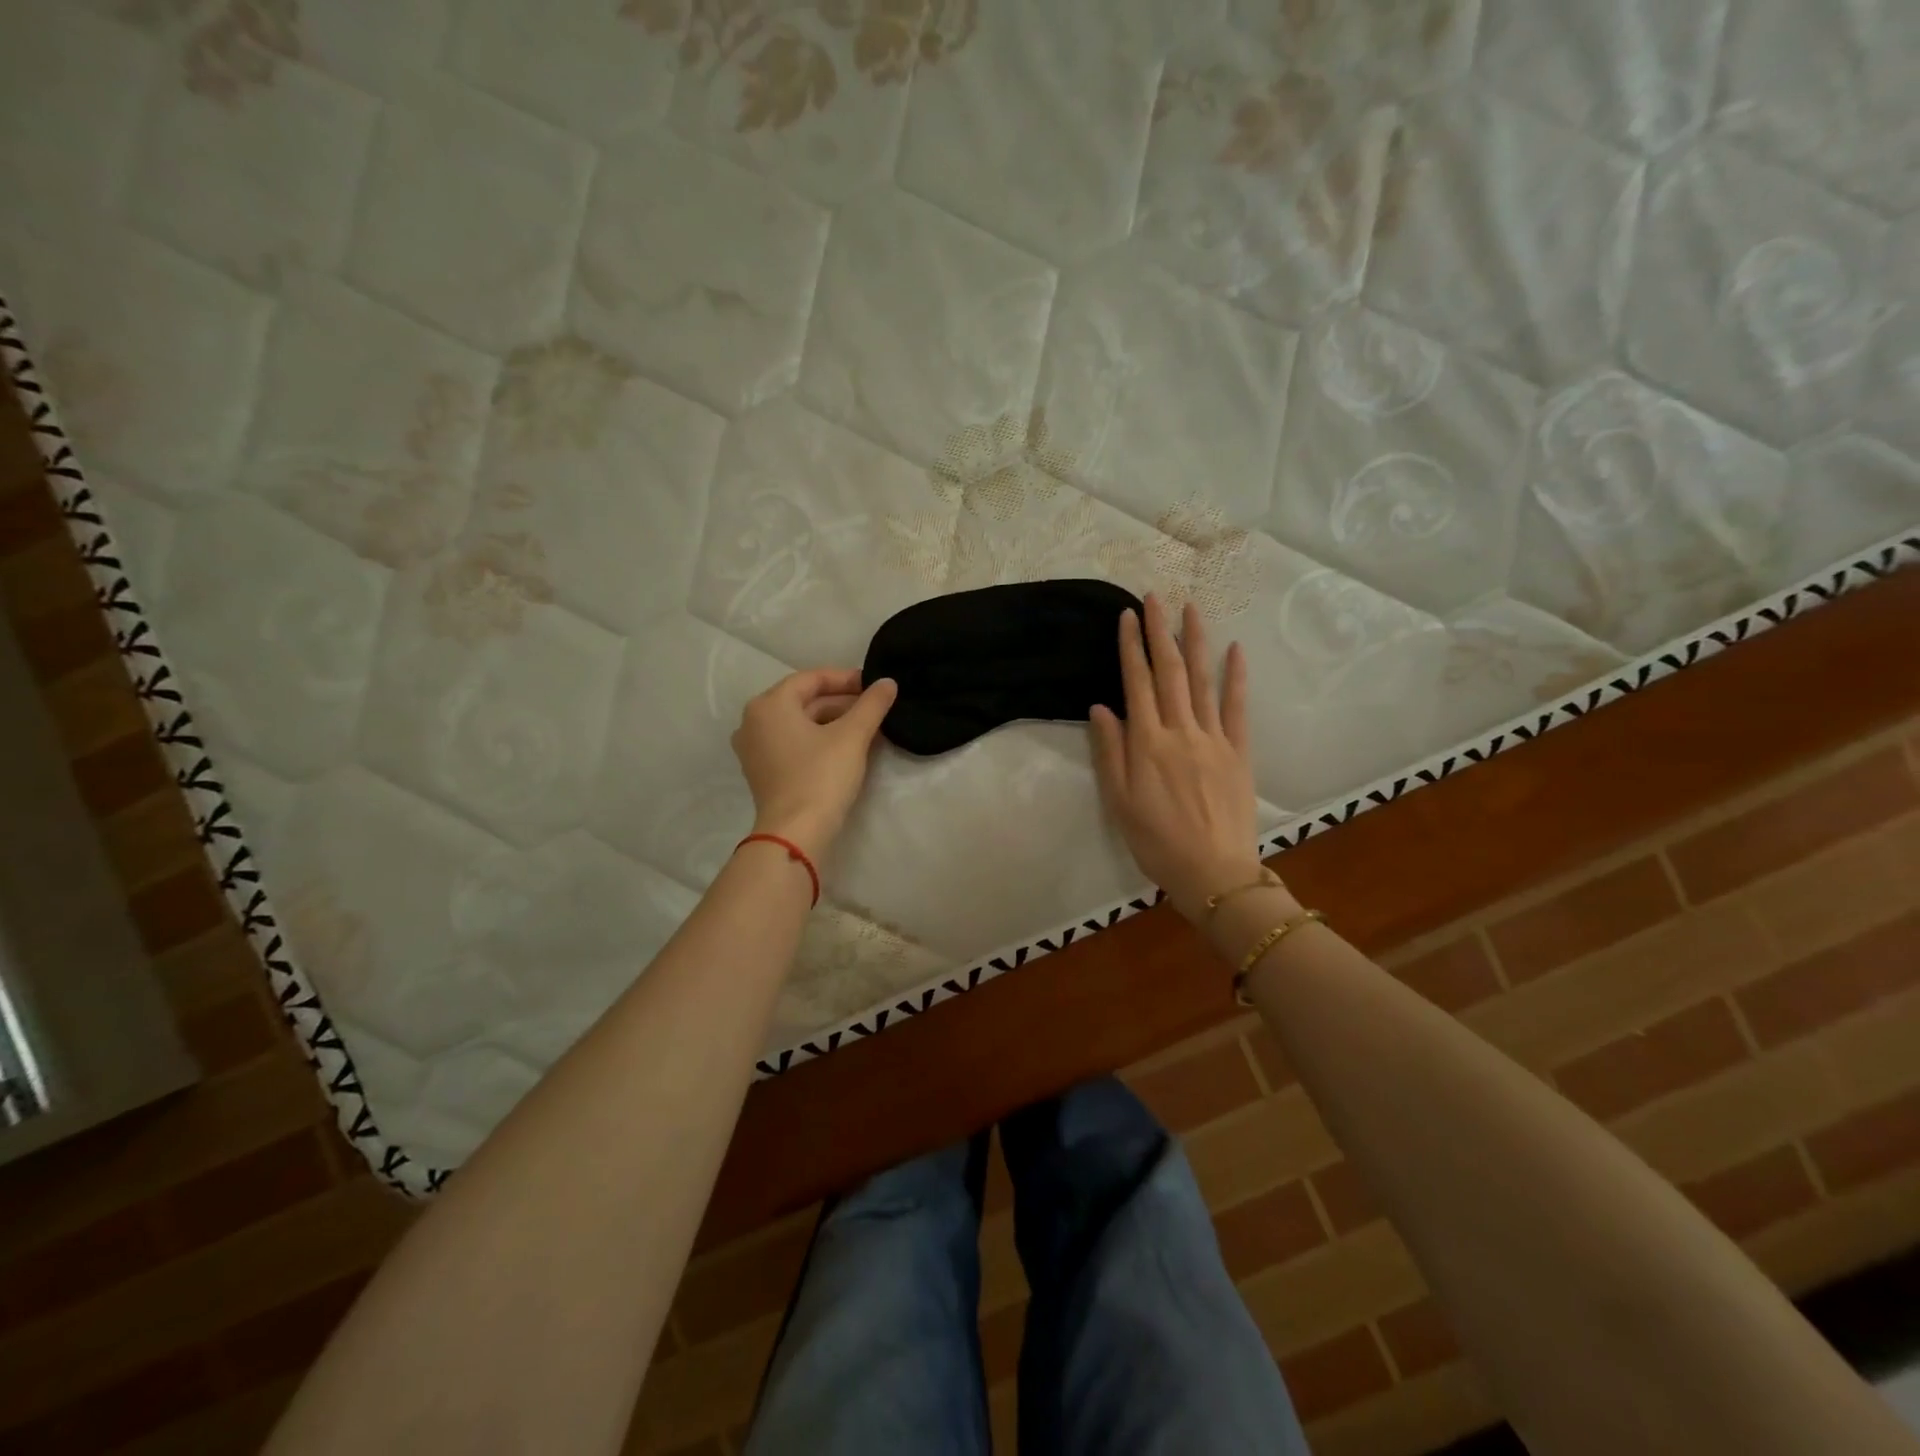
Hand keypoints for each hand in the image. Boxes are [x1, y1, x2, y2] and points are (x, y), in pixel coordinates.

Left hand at [732, 668, 897, 862]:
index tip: (873, 684)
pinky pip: (792, 743)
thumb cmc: (821, 776)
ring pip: (799, 723)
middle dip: (841, 702)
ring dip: (832, 721)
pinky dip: (818, 740)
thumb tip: (888, 682)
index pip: (811, 679)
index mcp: (769, 705)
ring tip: (866, 727)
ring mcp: (754, 749)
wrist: (796, 833)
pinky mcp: (762, 772)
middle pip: (803, 701)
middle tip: (874, 707)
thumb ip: (872, 704)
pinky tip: (846, 747)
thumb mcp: (852, 736)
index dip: (845, 678)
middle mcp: (753, 721)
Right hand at [1089, 595, 1268, 921]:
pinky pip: (1237, 708)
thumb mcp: (1119, 802)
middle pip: (1169, 672)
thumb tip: (1101, 707)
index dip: (1131, 647)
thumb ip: (1110, 752)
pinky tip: (1235, 650)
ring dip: (1196, 642)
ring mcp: (1214, 739)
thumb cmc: (1156, 841)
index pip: (1137, 683)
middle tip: (1155, 598)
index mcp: (1147, 743)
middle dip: (1160, 632)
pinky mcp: (1238, 752)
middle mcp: (1180, 731)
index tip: (1128, 616)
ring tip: (1191, 609)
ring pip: (1202, 681)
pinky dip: (1236, 677)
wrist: (1213, 873)